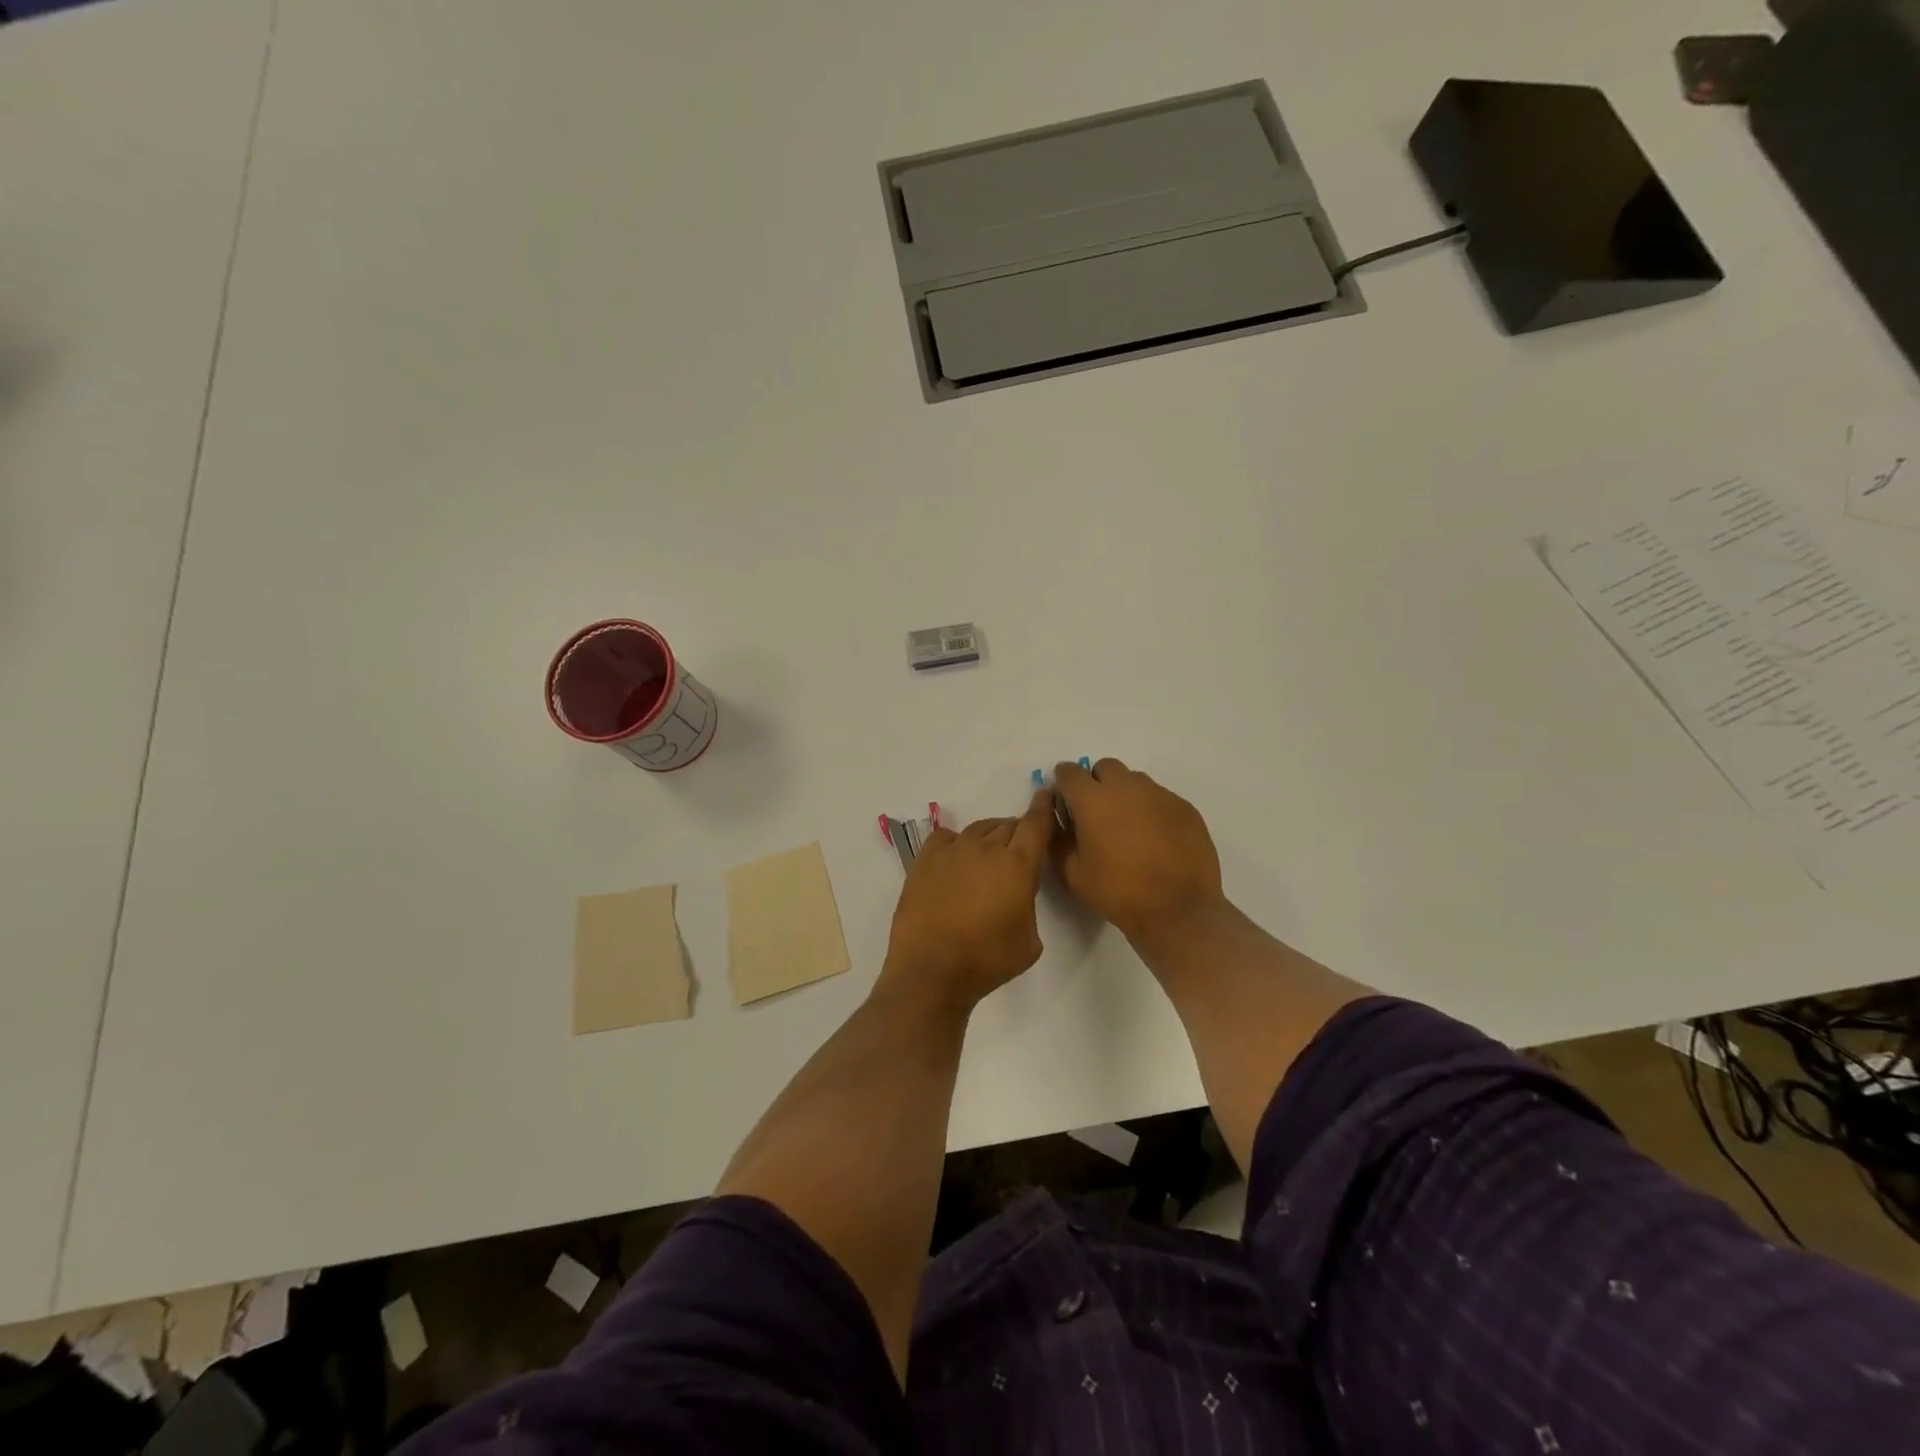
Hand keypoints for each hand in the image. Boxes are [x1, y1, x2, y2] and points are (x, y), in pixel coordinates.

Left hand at [878, 791, 1054, 1011]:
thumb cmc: (988, 961)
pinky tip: (956, 859)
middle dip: (1019, 833)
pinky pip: (946, 837)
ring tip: (988, 858)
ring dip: (990, 837)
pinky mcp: (925, 860)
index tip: (1048, 796)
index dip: (1045, 807)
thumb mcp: (1031, 940)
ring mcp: (952, 851)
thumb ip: (1030, 903)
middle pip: (1009, 825)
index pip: (1037, 823)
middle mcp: (986, 848)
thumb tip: (1017, 892)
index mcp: (1018, 865)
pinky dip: (956, 842)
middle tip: (1019, 852)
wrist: (932, 971)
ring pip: (979, 828)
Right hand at [1052, 758, 1224, 944]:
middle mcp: (1126, 787)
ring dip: (1125, 794)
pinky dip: (1151, 809)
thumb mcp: (1072, 873)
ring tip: (1128, 827)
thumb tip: (1057, 818)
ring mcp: (1159, 794)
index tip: (1066, 802)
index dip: (1064, 784)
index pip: (1069, 772)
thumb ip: (1058, 839)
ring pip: (1135, 780)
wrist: (1179, 910)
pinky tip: (1155, 838)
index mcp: (1092, 799)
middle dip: (1096, 783)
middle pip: (1105, 768)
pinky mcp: (1185, 807)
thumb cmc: (1118, 892)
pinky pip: (1160, 797)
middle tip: (1097, 814)